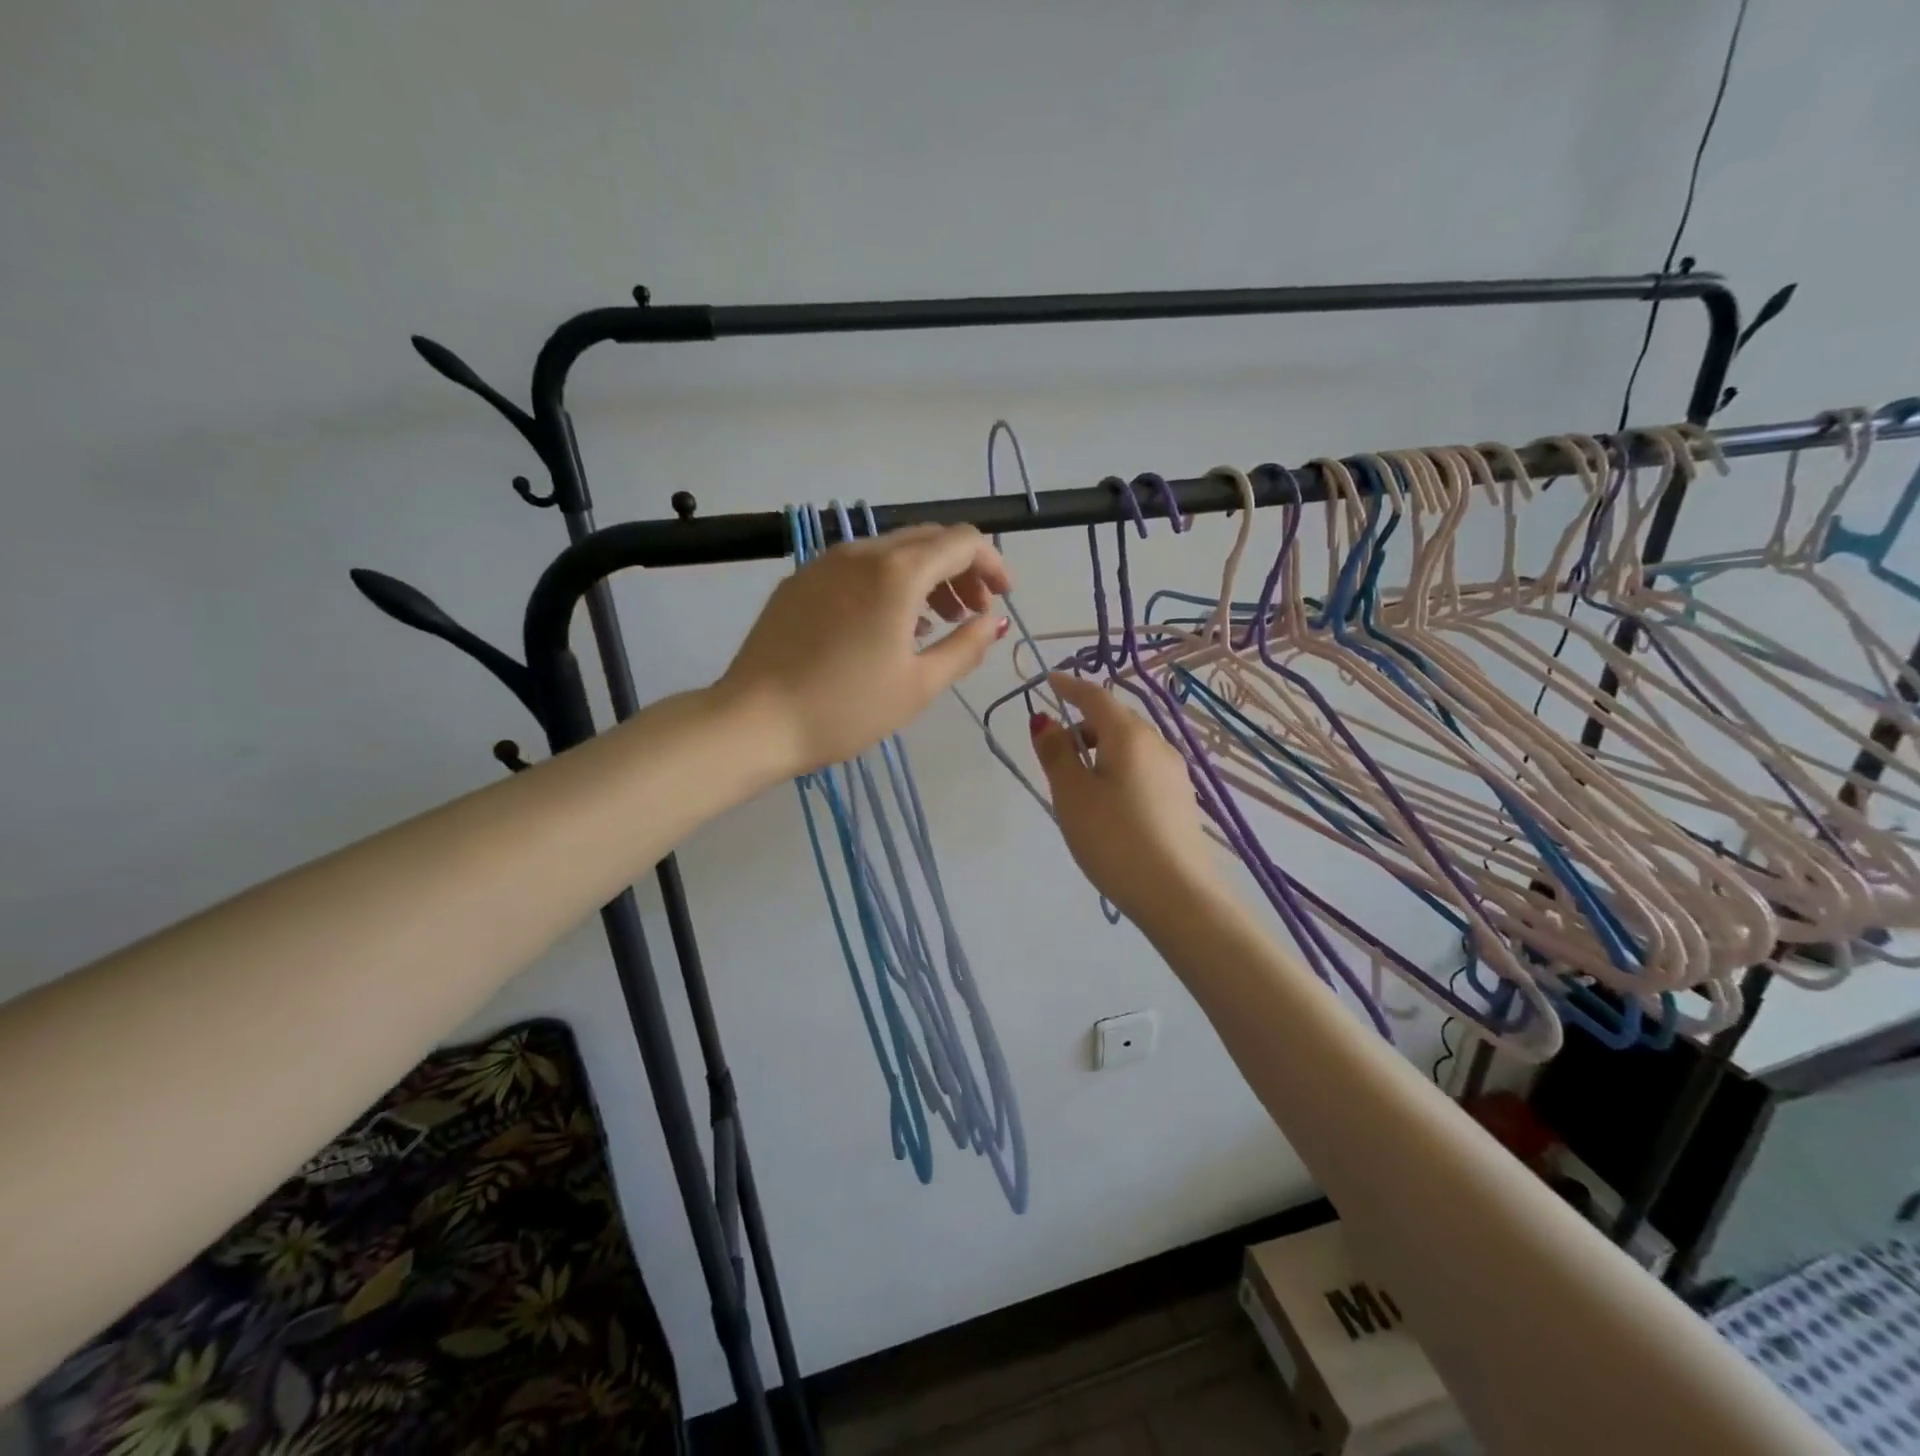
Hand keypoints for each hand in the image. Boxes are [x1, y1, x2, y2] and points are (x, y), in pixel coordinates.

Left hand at [717, 523, 1009, 775]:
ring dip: (926, 576)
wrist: (754, 722)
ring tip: (936, 621)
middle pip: (928, 539)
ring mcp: (824, 563)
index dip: (992, 564)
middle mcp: (861, 552)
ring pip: (892, 550)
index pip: (962, 541)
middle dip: (961, 570)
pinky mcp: (800, 581)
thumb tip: (993, 622)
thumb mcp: (919, 685)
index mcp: (897, 572)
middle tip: (972, 613)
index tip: (1003, 597)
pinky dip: (889, 582)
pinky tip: (889, 623)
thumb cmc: (846, 708)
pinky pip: (858, 566)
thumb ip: (965, 647)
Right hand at [1030, 674, 1218, 923]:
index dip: (1070, 686)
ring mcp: (1174, 772)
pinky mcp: (1180, 799)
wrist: (1177, 894)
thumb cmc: (1114, 838)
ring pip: (1130, 746)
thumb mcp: (1072, 795)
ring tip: (1077, 784)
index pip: (1095, 696)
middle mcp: (1157, 744)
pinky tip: (1107, 803)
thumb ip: (1056, 753)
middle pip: (1115, 720)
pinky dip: (1118, 769)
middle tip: (1056, 751)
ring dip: (1101, 749)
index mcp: (1129, 736)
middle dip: (1084, 724)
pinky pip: (1142, 768)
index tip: (1049, 681)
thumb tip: (1045, 720)